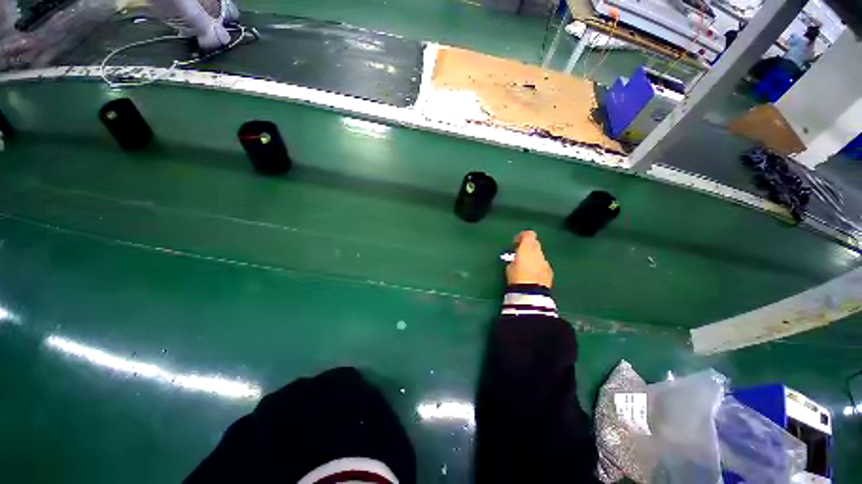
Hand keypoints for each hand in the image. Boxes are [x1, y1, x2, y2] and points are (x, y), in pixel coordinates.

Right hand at [506, 231, 552, 288]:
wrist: (531, 294)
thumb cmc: (516, 278)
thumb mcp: (509, 267)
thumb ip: (514, 259)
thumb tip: (516, 259)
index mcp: (527, 248)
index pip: (529, 234)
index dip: (522, 236)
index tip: (515, 244)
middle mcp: (538, 252)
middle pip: (535, 243)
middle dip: (527, 247)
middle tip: (519, 254)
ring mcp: (545, 262)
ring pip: (539, 254)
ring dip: (533, 257)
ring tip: (525, 267)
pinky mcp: (550, 271)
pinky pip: (543, 264)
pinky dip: (537, 266)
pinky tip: (532, 275)